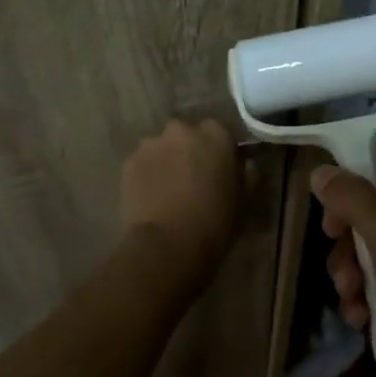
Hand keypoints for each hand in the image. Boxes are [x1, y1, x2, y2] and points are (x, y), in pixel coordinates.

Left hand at [120, 119, 242, 281]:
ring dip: (167, 161)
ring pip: (162, 147)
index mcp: (215, 135)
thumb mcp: (243, 201)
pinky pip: (143, 163)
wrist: (166, 246)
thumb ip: (246, 175)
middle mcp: (182, 130)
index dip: (219, 151)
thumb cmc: (214, 224)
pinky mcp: (129, 163)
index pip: (219, 132)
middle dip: (189, 151)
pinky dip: (148, 175)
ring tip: (169, 190)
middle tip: (193, 179)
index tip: (220, 170)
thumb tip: (245, 164)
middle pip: (187, 135)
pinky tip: (151, 198)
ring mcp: (151, 144)